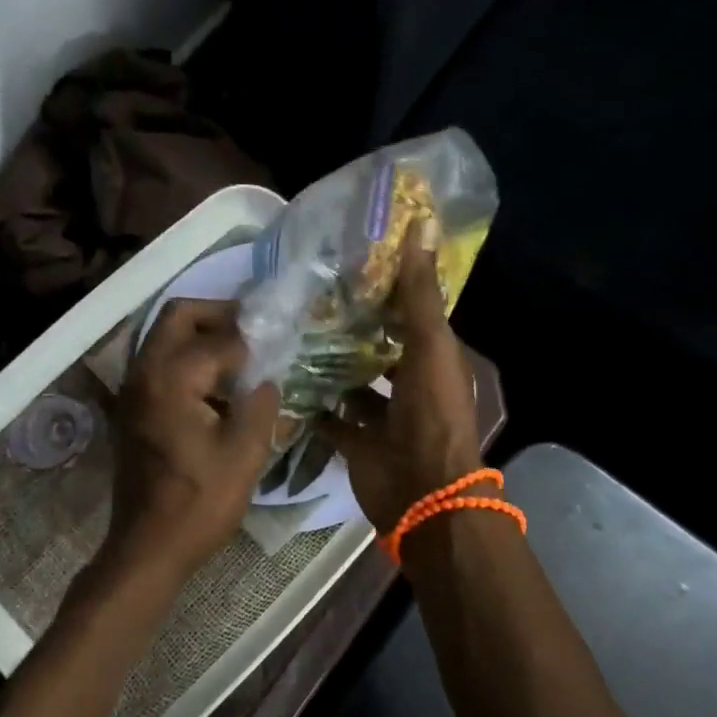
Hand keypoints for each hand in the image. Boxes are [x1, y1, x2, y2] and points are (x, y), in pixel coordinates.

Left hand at [105, 298, 281, 586]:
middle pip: (178, 316)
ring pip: (164, 337)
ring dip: (201, 336)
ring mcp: (132, 390)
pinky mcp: (132, 408)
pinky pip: (159, 363)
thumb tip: (266, 377)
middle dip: (218, 314)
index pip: (220, 339)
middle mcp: (144, 372)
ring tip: (241, 358)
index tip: (280, 343)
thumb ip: (261, 404)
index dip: (254, 340)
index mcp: (171, 378)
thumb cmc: (199, 502)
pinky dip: (187, 359)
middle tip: (254, 331)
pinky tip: (217, 388)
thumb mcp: (245, 454)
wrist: (148, 547)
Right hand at [320, 225, 481, 532]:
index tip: (347, 260)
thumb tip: (421, 224)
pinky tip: (284, 378)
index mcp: (432, 357)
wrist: (421, 492)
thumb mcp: (430, 345)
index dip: (385, 287)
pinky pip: (331, 416)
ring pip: (352, 381)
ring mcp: (381, 415)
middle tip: (307, 295)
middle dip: (350, 325)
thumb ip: (420, 293)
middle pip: (377, 346)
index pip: (408, 313)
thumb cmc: (431, 413)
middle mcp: (408, 382)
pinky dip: (313, 403)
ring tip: (290, 331)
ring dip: (329, 363)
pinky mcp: (355, 441)